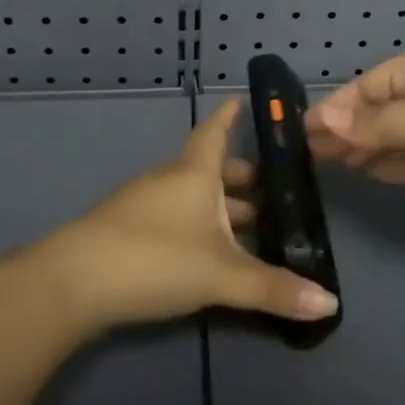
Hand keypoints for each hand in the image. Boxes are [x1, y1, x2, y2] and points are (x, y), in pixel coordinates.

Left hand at [39, 99, 340, 330]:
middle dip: (241, 178)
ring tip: (251, 225)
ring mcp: (145, 202)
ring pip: (192, 194)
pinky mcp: (128, 228)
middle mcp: (171, 179)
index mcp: (195, 173)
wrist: (73, 281)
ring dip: (221, 205)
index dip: (230, 117)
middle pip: (210, 168)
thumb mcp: (221, 276)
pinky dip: (198, 223)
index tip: (244, 101)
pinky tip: (208, 250)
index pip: (216, 132)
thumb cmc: (156, 258)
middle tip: (274, 191)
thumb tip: (331, 303)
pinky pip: (175, 214)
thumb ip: (273, 289)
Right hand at [306, 50, 404, 231]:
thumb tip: (322, 120)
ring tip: (332, 164)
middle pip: (379, 110)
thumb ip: (371, 125)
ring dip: (366, 148)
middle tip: (310, 154)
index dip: (334, 108)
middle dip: (347, 129)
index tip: (301, 131)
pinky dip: (393, 163)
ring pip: (396, 135)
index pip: (367, 85)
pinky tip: (371, 172)